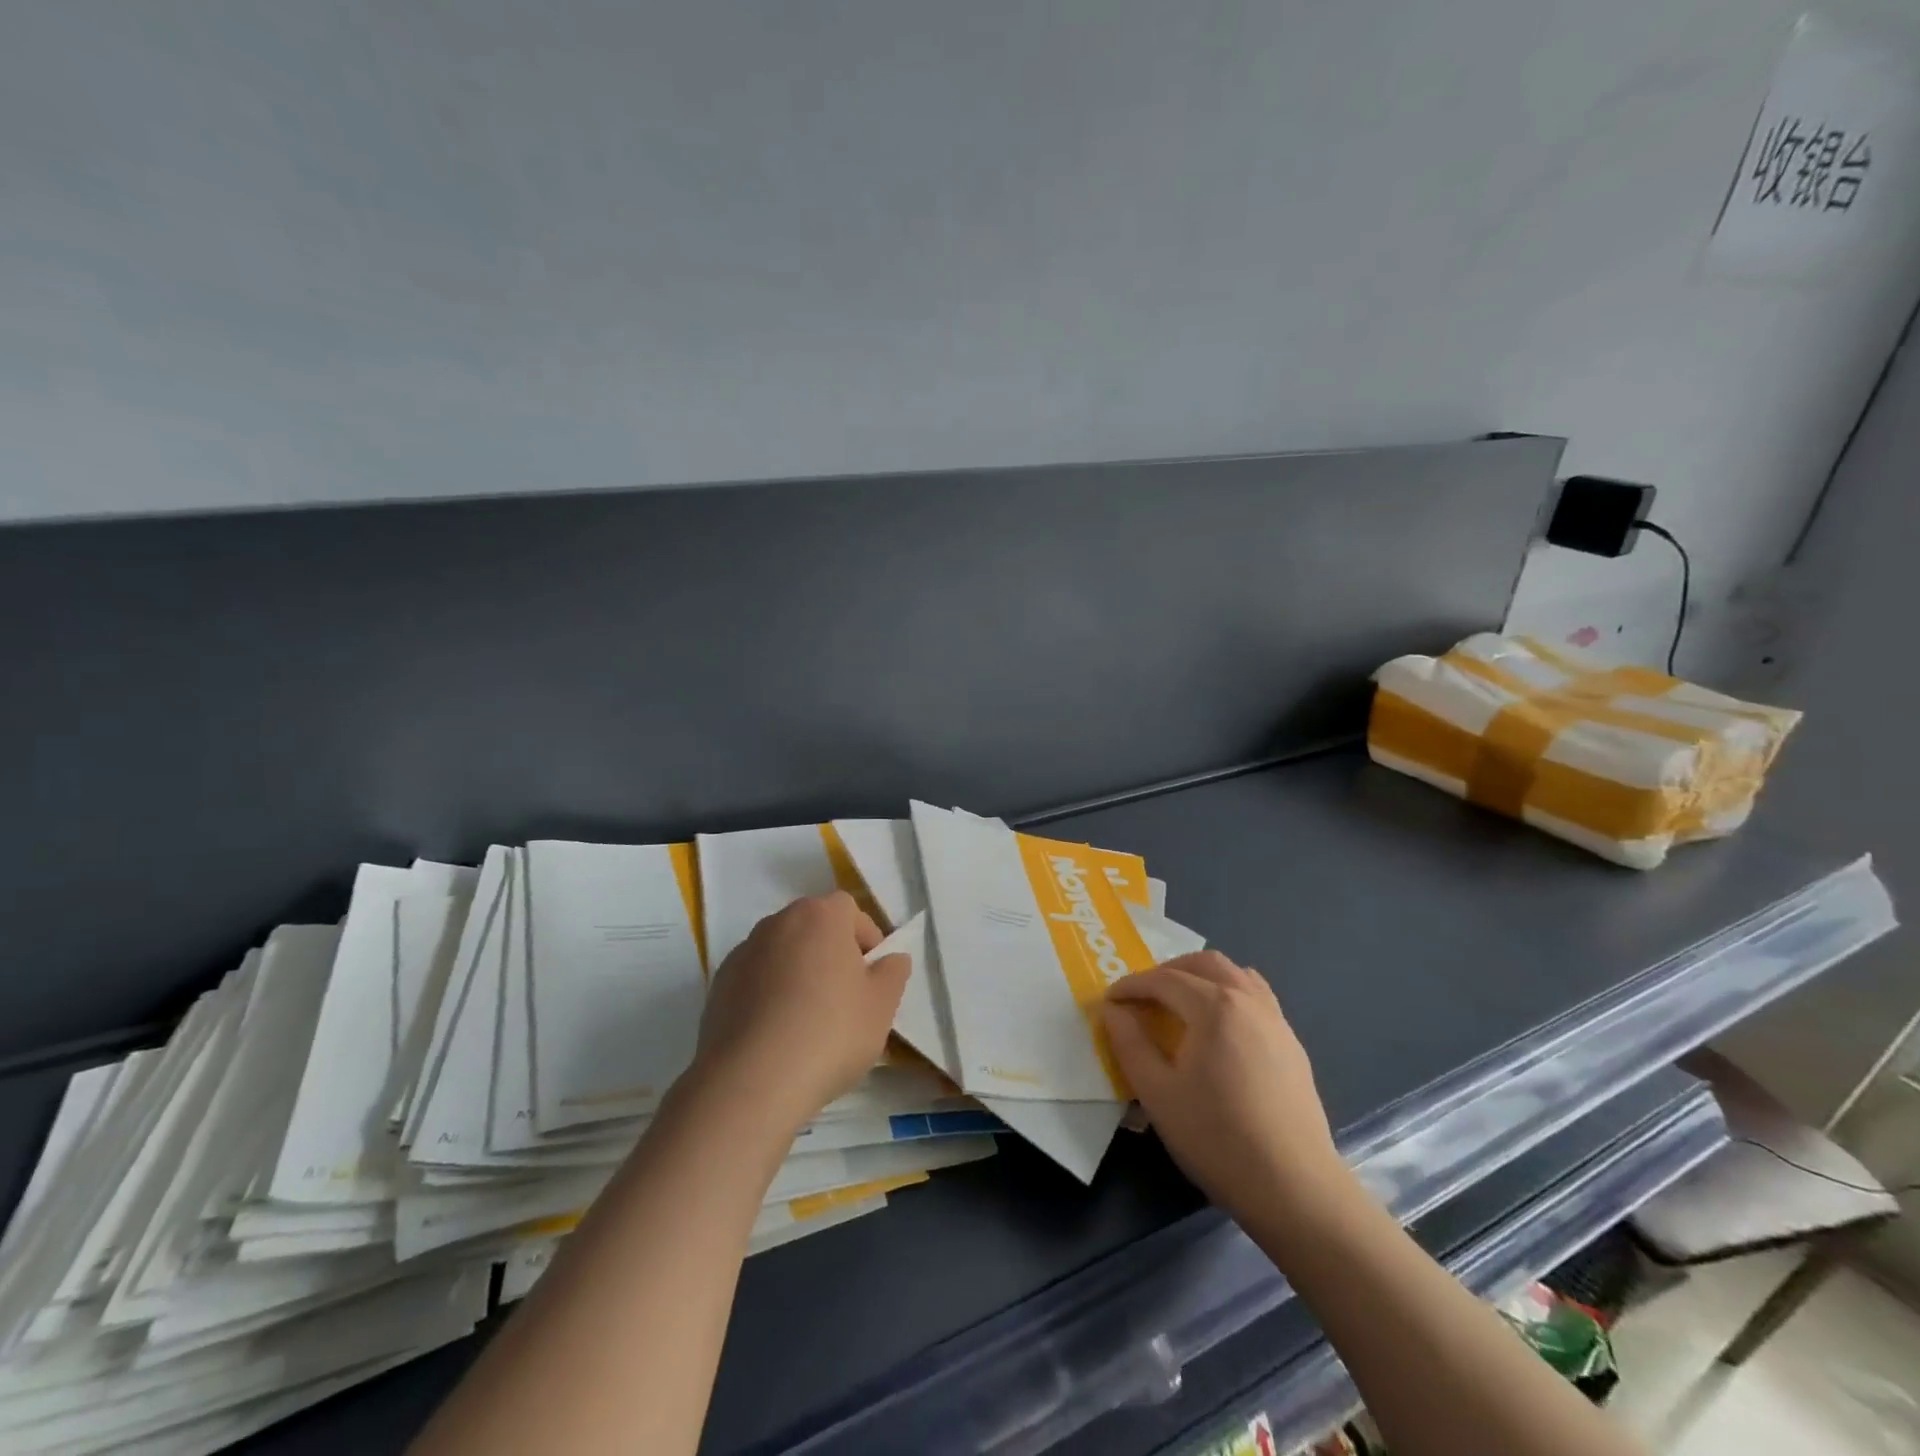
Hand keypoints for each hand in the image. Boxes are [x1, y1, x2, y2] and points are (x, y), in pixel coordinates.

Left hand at [693, 892, 909, 1130]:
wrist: (751, 1081)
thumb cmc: (830, 1033)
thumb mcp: (882, 1006)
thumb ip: (893, 972)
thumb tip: (891, 959)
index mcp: (820, 915)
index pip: (850, 911)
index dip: (866, 939)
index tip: (872, 977)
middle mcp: (778, 922)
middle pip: (814, 928)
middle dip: (832, 954)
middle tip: (845, 998)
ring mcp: (743, 952)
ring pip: (784, 953)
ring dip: (799, 973)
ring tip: (808, 1022)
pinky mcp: (719, 985)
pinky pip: (756, 979)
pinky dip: (769, 995)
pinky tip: (777, 1035)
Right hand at [1104, 952, 1347, 1228]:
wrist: (1294, 1188)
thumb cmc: (1217, 1138)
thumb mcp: (1157, 1093)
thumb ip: (1129, 1043)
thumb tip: (1113, 1010)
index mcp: (1214, 1006)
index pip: (1163, 980)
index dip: (1131, 986)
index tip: (1109, 1001)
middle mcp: (1248, 1000)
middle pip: (1203, 964)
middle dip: (1167, 972)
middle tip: (1143, 998)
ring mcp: (1276, 1020)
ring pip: (1235, 974)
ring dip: (1201, 977)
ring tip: (1180, 1004)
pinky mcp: (1292, 1044)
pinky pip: (1256, 997)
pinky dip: (1229, 994)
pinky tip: (1219, 1028)